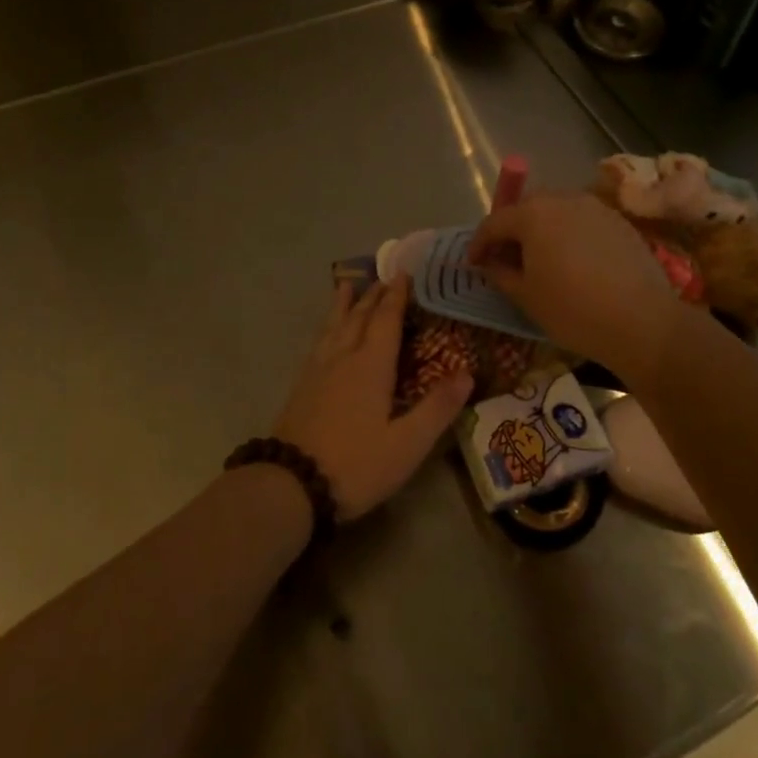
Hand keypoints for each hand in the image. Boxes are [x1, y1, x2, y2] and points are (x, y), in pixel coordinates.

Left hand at [274, 275, 472, 520]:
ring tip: (346, 285)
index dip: (396, 296)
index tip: (403, 273)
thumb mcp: (407, 444)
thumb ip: (437, 408)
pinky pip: (318, 342)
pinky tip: (325, 335)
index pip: (386, 320)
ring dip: (343, 304)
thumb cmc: (356, 464)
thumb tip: (467, 373)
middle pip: (359, 317)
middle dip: (373, 296)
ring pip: (333, 326)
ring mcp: (317, 370)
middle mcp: (343, 358)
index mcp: (371, 366)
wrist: (290, 484)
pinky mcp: (301, 386)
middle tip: (383, 276)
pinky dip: (327, 326)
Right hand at [468, 192, 680, 374]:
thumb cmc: (573, 309)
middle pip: (525, 209)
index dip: (478, 243)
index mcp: (532, 214)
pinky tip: (573, 262)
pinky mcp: (619, 220)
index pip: (494, 222)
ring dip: (541, 230)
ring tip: (540, 260)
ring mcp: (594, 207)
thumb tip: (491, 263)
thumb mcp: (526, 296)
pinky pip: (582, 221)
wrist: (643, 322)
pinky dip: (569, 235)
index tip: (473, 264)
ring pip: (556, 212)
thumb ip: (500, 273)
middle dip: (511, 231)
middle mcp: (562, 199)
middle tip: (505, 259)